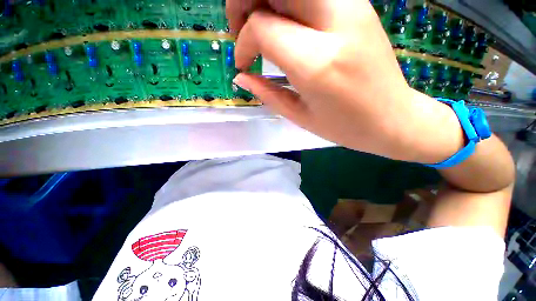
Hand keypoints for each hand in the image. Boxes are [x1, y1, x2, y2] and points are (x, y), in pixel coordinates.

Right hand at [227, 0, 464, 162]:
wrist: (392, 118)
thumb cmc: (344, 126)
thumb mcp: (299, 116)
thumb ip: (267, 92)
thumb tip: (241, 76)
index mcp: (316, 62)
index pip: (262, 27)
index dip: (243, 43)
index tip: (243, 63)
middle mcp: (335, 22)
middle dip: (244, 3)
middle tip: (243, 31)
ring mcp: (352, 6)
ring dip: (267, 1)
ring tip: (261, 29)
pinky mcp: (358, 5)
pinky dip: (289, 4)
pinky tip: (286, 27)